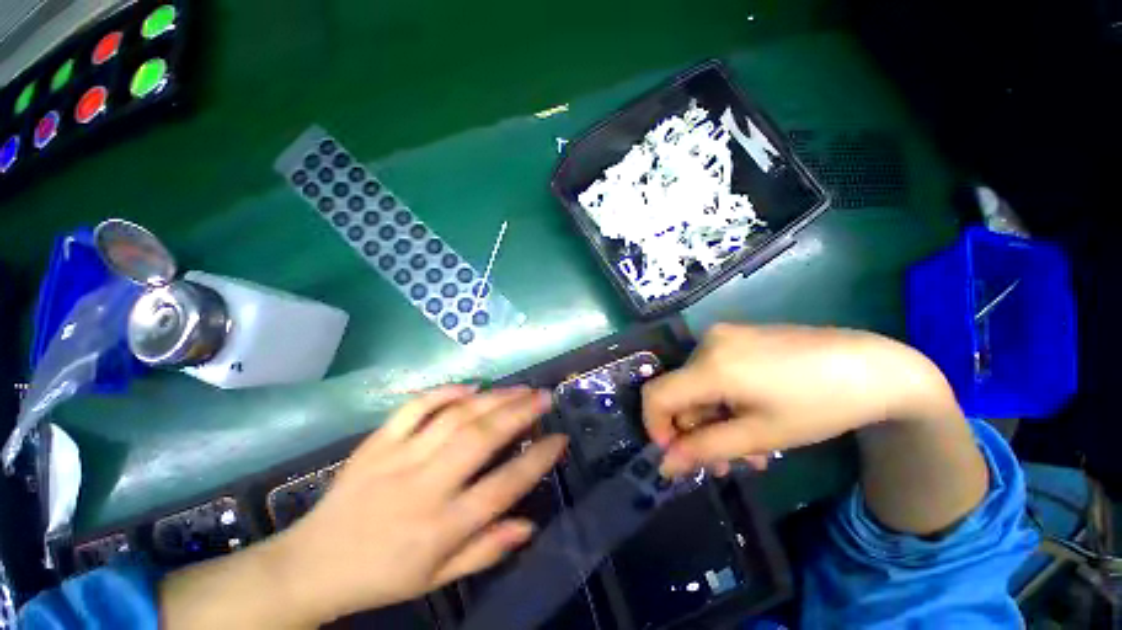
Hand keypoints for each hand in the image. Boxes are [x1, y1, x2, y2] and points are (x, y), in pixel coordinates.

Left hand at [264, 385, 565, 624]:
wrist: (312, 565)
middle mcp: (423, 487)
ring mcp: (397, 459)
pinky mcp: (376, 443)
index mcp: (440, 527)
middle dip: (519, 413)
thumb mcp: (437, 578)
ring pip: (454, 417)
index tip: (559, 439)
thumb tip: (530, 523)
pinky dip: (443, 392)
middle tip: (544, 396)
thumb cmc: (382, 576)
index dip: (537, 460)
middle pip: (480, 439)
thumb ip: (486, 550)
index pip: (502, 488)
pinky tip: (469, 385)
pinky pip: (413, 408)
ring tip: (519, 387)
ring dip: (492, 397)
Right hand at [643, 324, 959, 475]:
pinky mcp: (735, 334)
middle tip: (727, 461)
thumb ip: (705, 449)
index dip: (656, 427)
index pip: (656, 395)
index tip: (679, 454)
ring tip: (750, 445)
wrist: (872, 365)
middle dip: (696, 430)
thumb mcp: (761, 436)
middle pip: (679, 392)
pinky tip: (752, 413)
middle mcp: (707, 342)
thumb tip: (665, 465)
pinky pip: (712, 370)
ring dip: (713, 417)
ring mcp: (722, 334)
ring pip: (697, 384)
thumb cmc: (819, 406)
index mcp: (711, 365)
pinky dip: (722, 397)